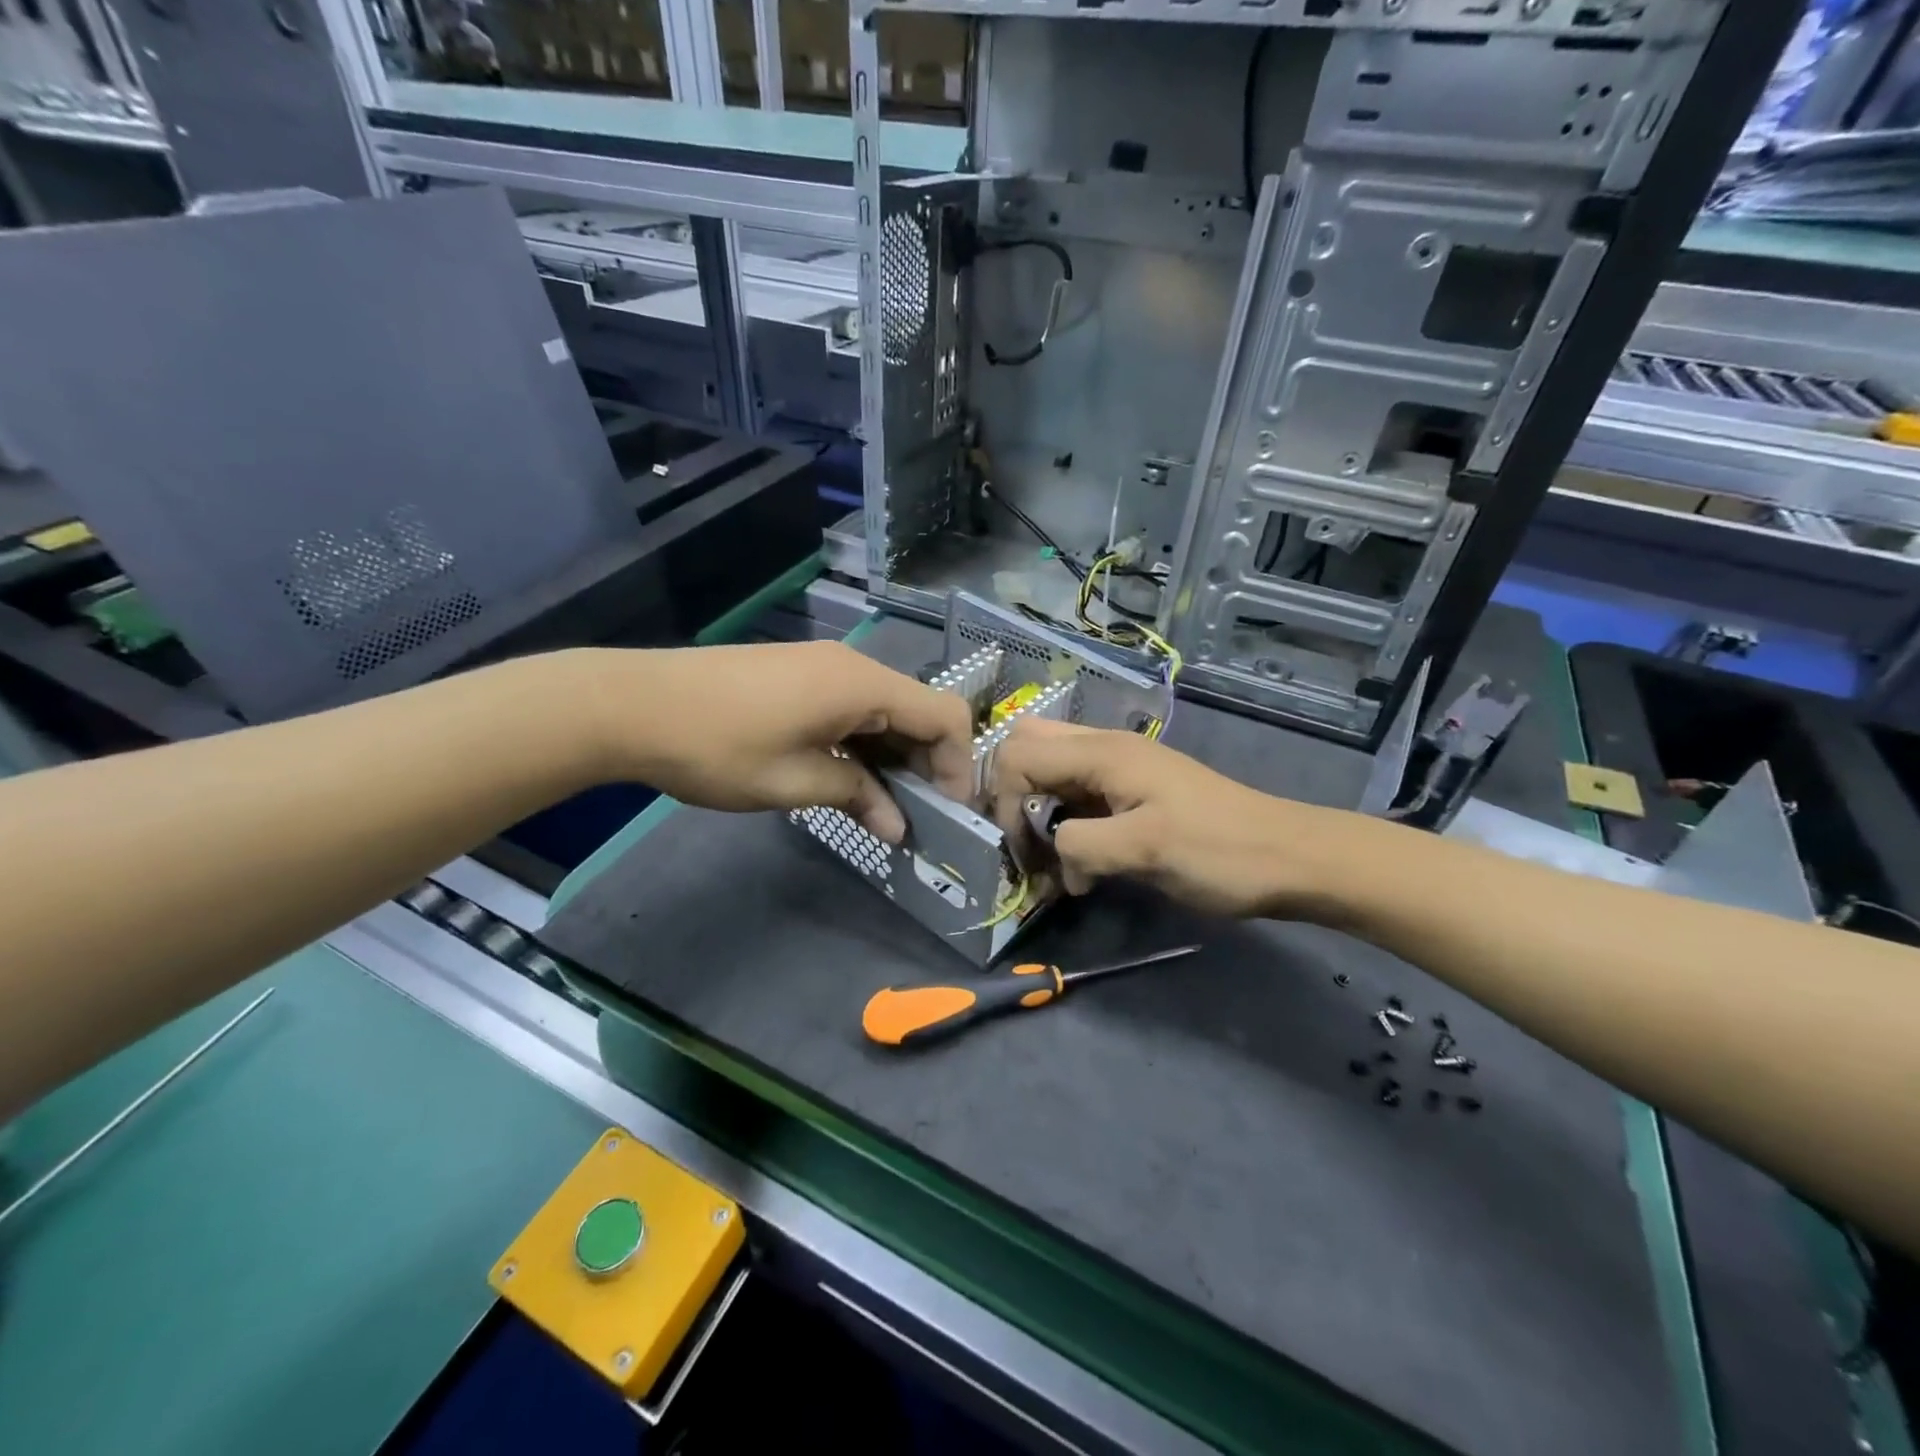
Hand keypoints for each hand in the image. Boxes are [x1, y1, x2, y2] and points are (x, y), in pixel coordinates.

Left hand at [590, 642, 974, 842]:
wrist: (633, 705)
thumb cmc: (720, 748)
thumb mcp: (795, 783)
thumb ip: (857, 798)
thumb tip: (899, 827)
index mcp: (863, 686)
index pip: (945, 716)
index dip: (958, 765)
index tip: (948, 812)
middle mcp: (853, 667)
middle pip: (918, 711)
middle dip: (927, 764)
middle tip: (918, 817)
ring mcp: (824, 666)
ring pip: (885, 710)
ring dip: (893, 757)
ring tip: (882, 806)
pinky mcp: (799, 674)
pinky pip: (853, 707)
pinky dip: (864, 743)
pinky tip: (848, 777)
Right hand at [989, 718, 1344, 916]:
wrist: (1289, 857)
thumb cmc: (1218, 850)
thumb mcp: (1145, 851)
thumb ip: (1080, 845)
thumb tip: (1053, 856)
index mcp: (1102, 753)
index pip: (1017, 754)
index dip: (1003, 800)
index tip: (1022, 849)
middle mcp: (1104, 749)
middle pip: (1028, 749)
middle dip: (1011, 795)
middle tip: (1024, 843)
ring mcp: (1120, 770)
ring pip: (1051, 774)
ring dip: (1037, 814)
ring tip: (1049, 865)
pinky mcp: (1133, 793)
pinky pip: (1078, 797)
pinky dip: (1064, 826)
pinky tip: (1079, 868)